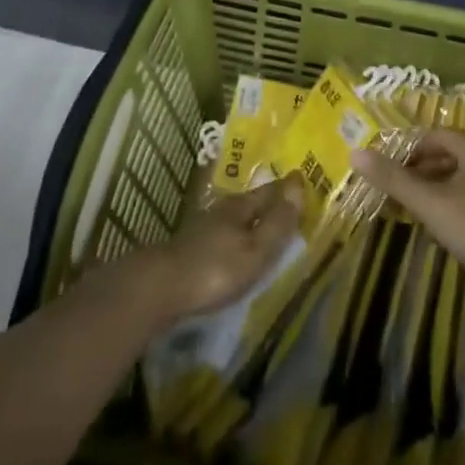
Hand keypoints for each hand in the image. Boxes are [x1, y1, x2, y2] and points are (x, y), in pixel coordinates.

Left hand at [136, 174, 302, 324]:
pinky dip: (237, 229)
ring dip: (252, 214)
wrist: (162, 286)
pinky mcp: (193, 245)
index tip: (302, 178)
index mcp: (241, 207)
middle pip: (252, 200)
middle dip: (269, 197)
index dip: (287, 188)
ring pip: (236, 214)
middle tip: (288, 194)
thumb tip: (299, 187)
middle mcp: (223, 209)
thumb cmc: (216, 270)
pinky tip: (235, 239)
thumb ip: (277, 223)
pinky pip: (224, 230)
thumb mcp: (255, 251)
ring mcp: (205, 226)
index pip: (269, 192)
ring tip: (265, 216)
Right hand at [351, 129, 464, 284]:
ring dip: (437, 188)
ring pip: (463, 178)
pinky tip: (444, 227)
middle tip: (398, 189)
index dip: (410, 150)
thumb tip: (355, 153)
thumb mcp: (429, 203)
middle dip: (422, 169)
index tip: (390, 170)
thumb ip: (393, 179)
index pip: (436, 136)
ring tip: (415, 208)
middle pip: (450, 155)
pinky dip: (455, 204)